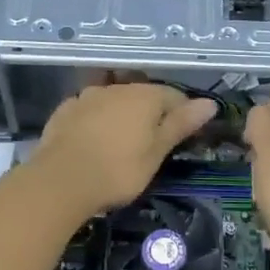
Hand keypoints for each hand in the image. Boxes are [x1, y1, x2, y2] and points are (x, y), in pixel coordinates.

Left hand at [31, 83, 217, 217]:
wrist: (60, 181)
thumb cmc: (118, 170)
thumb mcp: (156, 152)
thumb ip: (181, 124)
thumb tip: (210, 102)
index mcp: (145, 95)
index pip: (174, 96)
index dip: (183, 114)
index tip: (184, 137)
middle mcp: (117, 88)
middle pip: (143, 95)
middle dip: (151, 113)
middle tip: (153, 143)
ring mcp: (87, 96)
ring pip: (114, 100)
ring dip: (122, 114)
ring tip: (122, 141)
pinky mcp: (65, 110)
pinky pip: (89, 110)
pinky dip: (97, 120)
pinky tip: (94, 140)